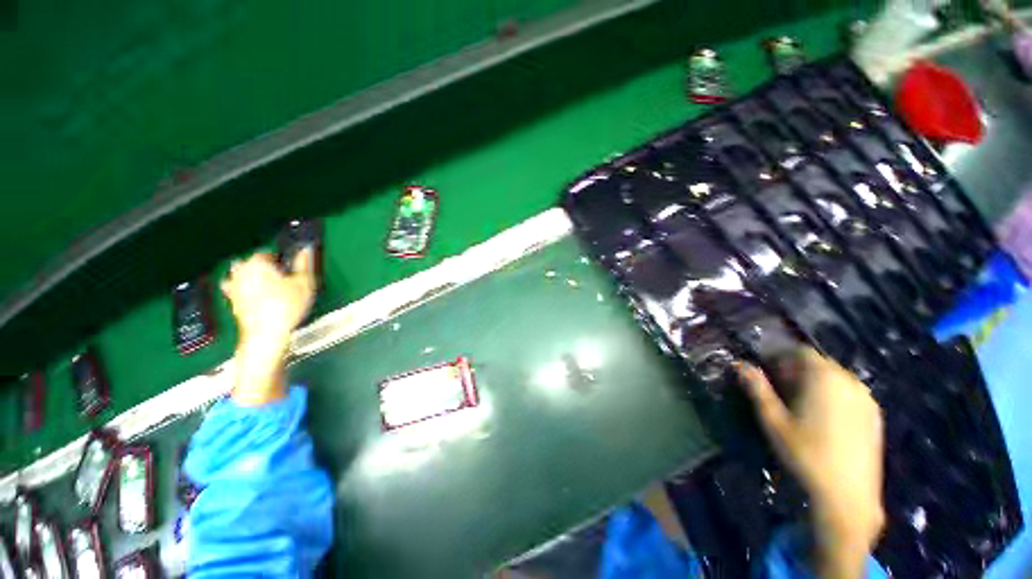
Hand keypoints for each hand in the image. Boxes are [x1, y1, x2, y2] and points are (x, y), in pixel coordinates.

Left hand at [221, 250, 315, 404]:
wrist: (266, 334)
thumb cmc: (285, 307)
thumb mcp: (305, 283)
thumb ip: (304, 263)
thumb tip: (305, 250)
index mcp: (257, 262)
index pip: (269, 252)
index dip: (283, 259)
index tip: (292, 268)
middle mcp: (241, 271)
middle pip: (253, 263)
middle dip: (267, 268)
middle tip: (284, 279)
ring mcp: (233, 287)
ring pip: (243, 275)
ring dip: (254, 278)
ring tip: (272, 288)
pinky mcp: (232, 302)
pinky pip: (236, 290)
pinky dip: (245, 291)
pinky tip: (257, 298)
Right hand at [737, 347, 884, 577]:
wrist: (847, 496)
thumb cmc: (805, 453)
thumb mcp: (773, 420)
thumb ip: (757, 388)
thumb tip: (739, 364)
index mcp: (824, 378)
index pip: (801, 352)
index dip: (780, 357)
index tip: (766, 371)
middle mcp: (850, 382)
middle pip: (819, 363)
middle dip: (796, 370)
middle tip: (779, 388)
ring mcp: (866, 399)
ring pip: (835, 378)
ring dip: (814, 382)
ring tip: (800, 404)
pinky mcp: (874, 416)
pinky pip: (849, 393)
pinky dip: (832, 395)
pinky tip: (822, 418)